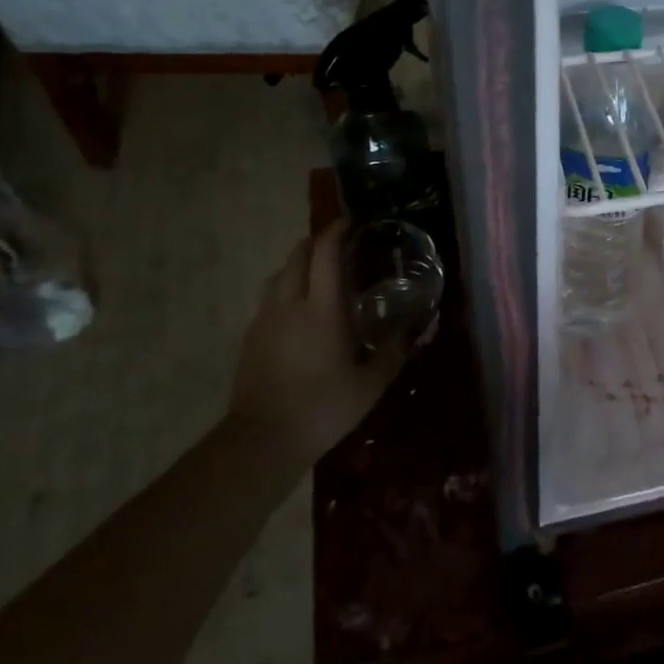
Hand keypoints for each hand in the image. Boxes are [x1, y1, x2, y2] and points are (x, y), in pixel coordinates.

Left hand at [227, 223, 405, 469]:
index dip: (336, 233)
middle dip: (314, 244)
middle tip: (335, 246)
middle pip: (296, 257)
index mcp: (322, 309)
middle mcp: (290, 305)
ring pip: (277, 277)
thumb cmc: (323, 408)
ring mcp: (264, 321)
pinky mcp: (250, 339)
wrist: (262, 440)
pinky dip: (284, 292)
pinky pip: (268, 301)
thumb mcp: (370, 384)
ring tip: (316, 277)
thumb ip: (393, 352)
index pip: (325, 255)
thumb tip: (413, 330)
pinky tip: (298, 315)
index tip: (349, 223)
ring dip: (297, 267)